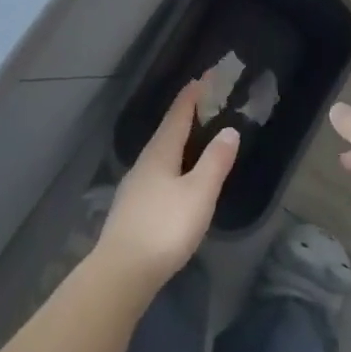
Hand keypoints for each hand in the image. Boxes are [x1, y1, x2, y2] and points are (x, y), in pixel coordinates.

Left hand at [96, 79, 238, 292]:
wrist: (122, 272)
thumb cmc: (165, 227)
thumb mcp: (199, 193)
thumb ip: (215, 161)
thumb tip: (228, 130)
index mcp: (160, 153)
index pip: (177, 115)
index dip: (191, 97)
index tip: (202, 78)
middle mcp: (144, 163)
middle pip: (166, 133)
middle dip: (184, 116)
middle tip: (202, 104)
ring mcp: (135, 187)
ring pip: (159, 154)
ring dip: (176, 141)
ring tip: (192, 138)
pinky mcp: (132, 209)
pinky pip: (156, 174)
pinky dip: (171, 164)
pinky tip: (175, 179)